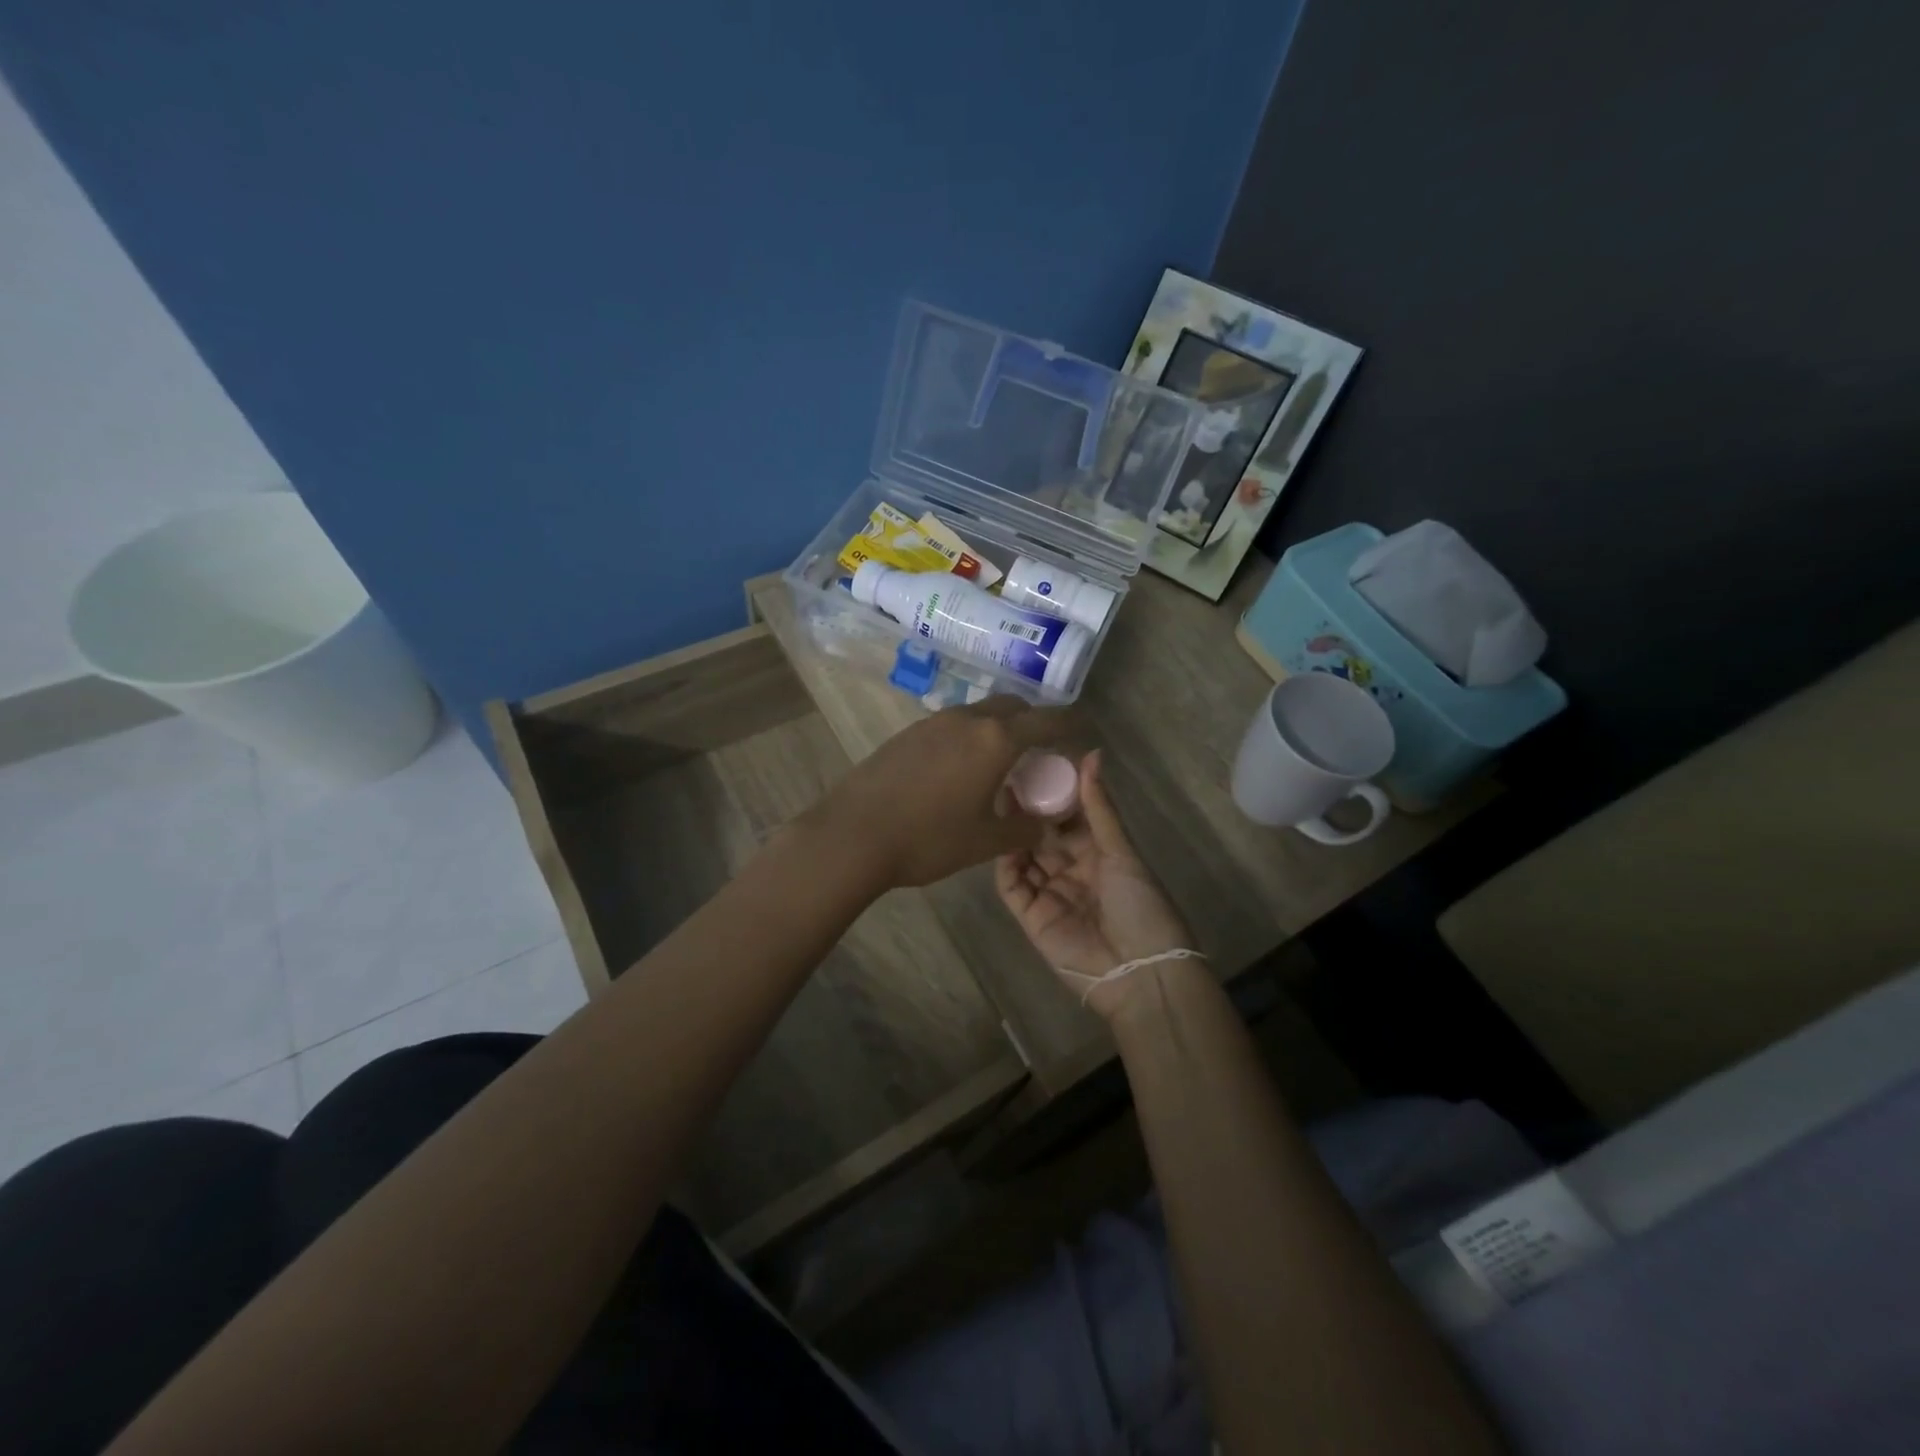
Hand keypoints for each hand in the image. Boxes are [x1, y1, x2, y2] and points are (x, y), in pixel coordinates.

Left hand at [804, 696, 1075, 889]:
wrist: (853, 834)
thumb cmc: (929, 839)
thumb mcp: (986, 841)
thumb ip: (1025, 828)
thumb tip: (1046, 823)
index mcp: (996, 740)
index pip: (1046, 720)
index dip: (1070, 724)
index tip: (1082, 730)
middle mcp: (968, 719)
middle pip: (1012, 706)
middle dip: (1032, 720)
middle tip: (1039, 749)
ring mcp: (933, 722)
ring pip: (979, 713)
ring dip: (997, 728)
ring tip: (999, 762)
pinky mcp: (908, 733)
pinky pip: (952, 725)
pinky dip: (969, 737)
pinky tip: (959, 770)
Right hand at [994, 750, 1195, 1019]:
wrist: (1139, 971)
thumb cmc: (1140, 905)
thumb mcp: (1121, 851)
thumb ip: (1099, 807)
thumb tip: (1093, 754)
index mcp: (1098, 854)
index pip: (1069, 818)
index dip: (1053, 794)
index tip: (1035, 765)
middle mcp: (1071, 870)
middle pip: (1042, 835)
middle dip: (1027, 811)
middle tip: (1007, 779)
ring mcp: (1049, 893)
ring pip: (1023, 856)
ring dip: (1012, 833)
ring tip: (997, 803)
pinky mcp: (1030, 917)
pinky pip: (1011, 886)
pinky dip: (1004, 864)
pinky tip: (998, 840)